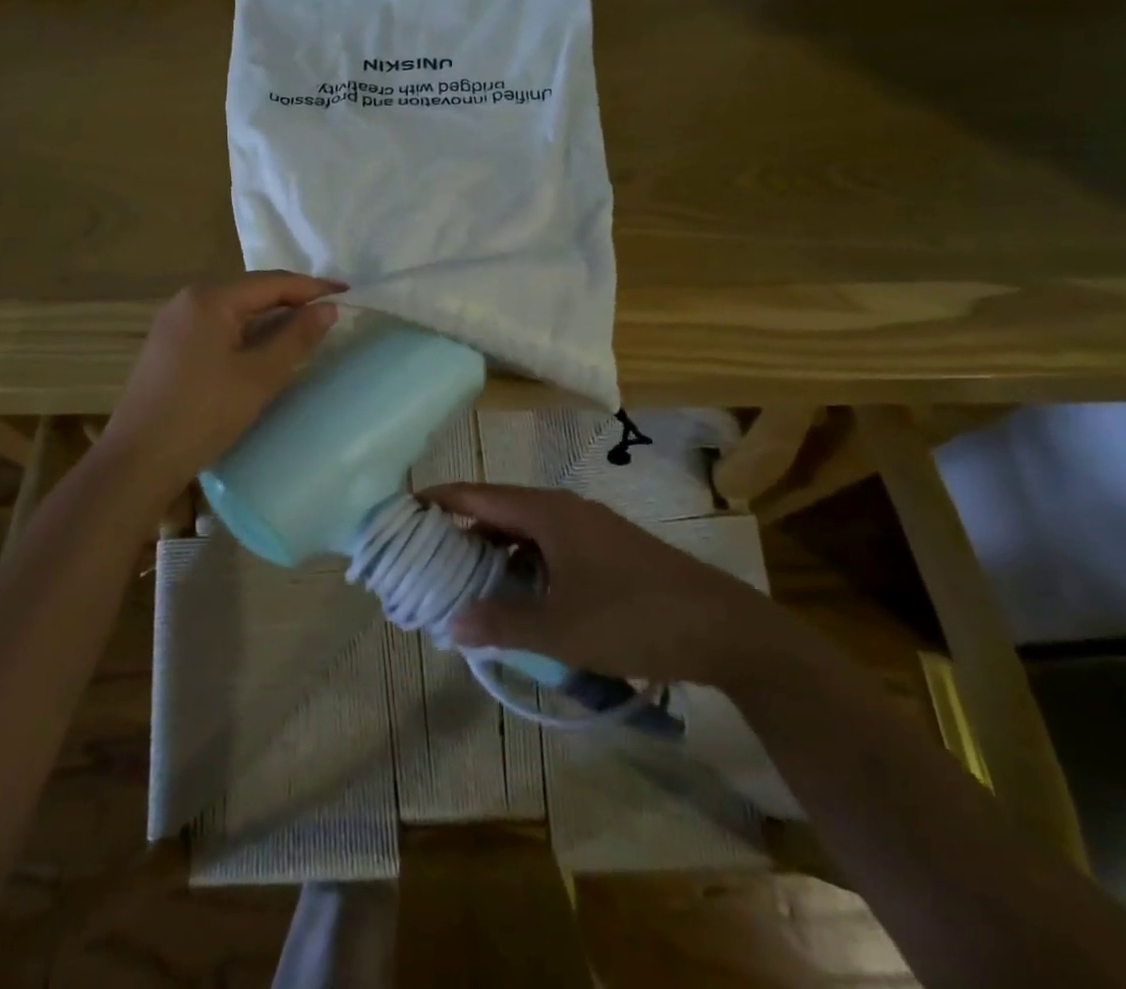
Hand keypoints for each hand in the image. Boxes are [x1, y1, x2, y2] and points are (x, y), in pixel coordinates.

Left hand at [96, 272, 345, 493]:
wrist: (137, 460)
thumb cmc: (203, 415)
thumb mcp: (259, 376)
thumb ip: (296, 337)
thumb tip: (327, 309)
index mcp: (209, 299)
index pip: (271, 282)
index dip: (312, 287)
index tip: (346, 292)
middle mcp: (188, 301)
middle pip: (250, 291)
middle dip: (290, 300)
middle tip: (328, 313)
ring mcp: (173, 323)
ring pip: (233, 310)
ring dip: (268, 318)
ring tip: (302, 331)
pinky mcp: (168, 346)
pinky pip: (216, 327)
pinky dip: (245, 333)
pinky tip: (261, 350)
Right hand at [422, 484, 792, 687]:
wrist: (723, 628)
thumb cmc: (634, 618)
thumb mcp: (560, 630)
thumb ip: (501, 625)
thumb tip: (449, 624)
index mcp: (546, 512)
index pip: (477, 496)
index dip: (439, 500)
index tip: (402, 510)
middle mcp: (563, 509)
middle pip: (498, 510)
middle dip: (460, 532)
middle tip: (424, 557)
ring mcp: (588, 528)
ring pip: (525, 531)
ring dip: (493, 552)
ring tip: (463, 581)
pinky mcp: (606, 550)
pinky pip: (548, 546)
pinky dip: (523, 564)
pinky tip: (518, 596)